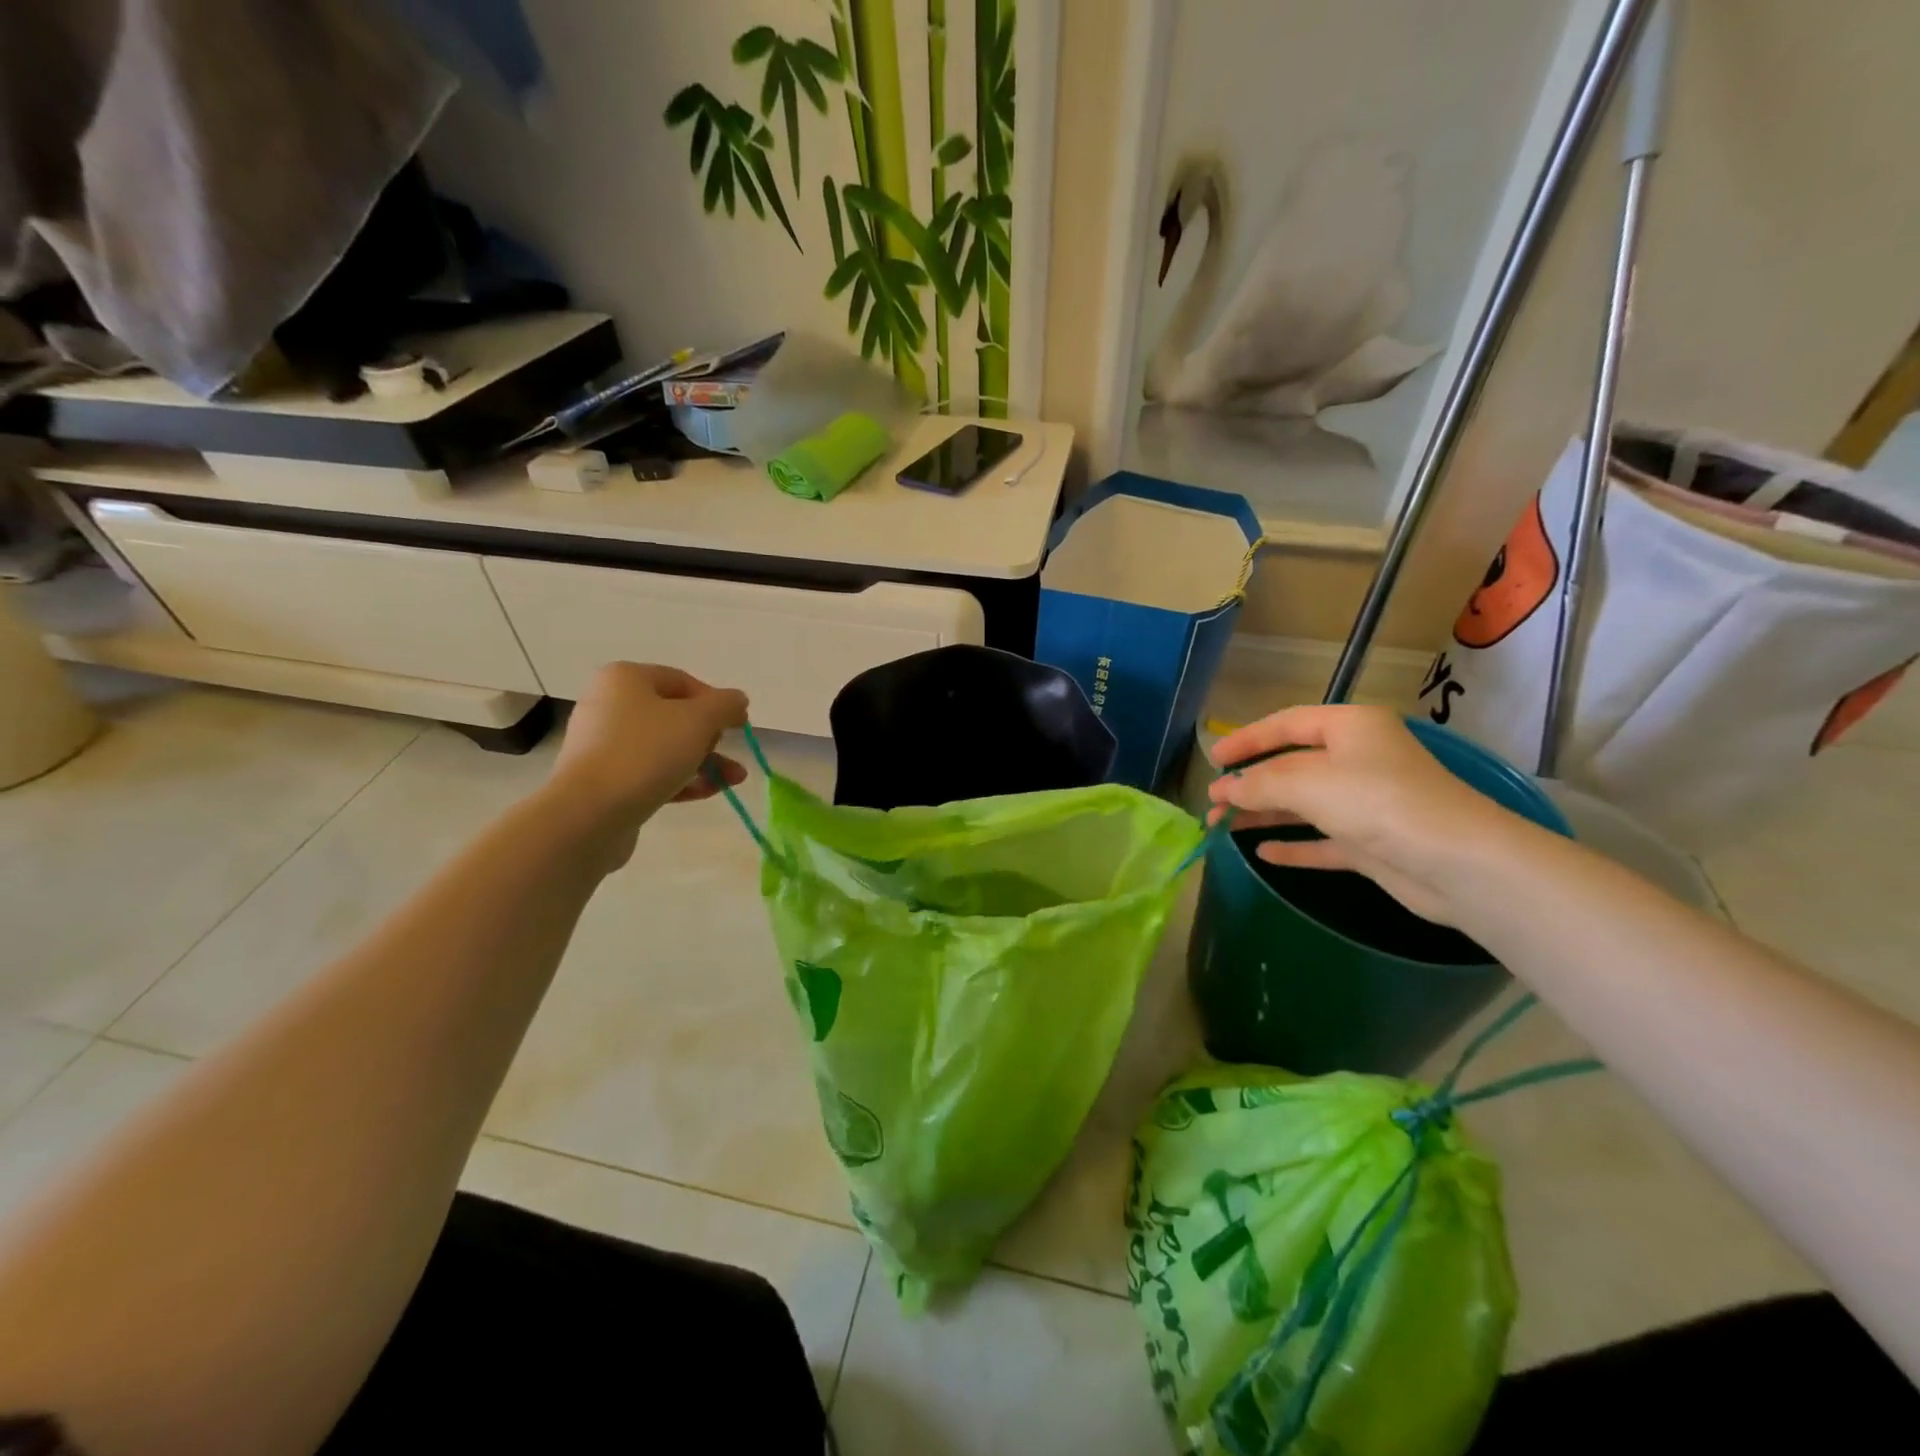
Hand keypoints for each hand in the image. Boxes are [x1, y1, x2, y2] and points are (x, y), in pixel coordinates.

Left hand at [545, 663, 749, 869]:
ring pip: (666, 748)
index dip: (716, 701)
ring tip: (735, 779)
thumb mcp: (698, 721)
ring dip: (705, 762)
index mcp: (625, 679)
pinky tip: (710, 791)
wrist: (589, 813)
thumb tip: (737, 699)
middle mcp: (610, 706)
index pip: (682, 682)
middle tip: (731, 752)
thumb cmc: (646, 752)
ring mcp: (605, 745)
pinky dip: (682, 779)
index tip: (739, 724)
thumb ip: (725, 705)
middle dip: (711, 737)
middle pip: (674, 716)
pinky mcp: (606, 780)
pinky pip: (651, 772)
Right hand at [1207, 705, 1533, 924]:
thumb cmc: (1378, 802)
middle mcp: (1359, 760)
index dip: (1247, 739)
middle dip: (1250, 784)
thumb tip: (1224, 791)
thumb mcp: (1307, 783)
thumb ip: (1259, 783)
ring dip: (1263, 815)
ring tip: (1221, 827)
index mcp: (1350, 728)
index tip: (1214, 759)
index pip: (1287, 724)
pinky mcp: (1372, 843)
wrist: (1457, 863)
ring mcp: (1366, 804)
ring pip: (1303, 805)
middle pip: (1292, 767)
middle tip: (1213, 802)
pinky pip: (1322, 841)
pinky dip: (1293, 845)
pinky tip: (1262, 853)